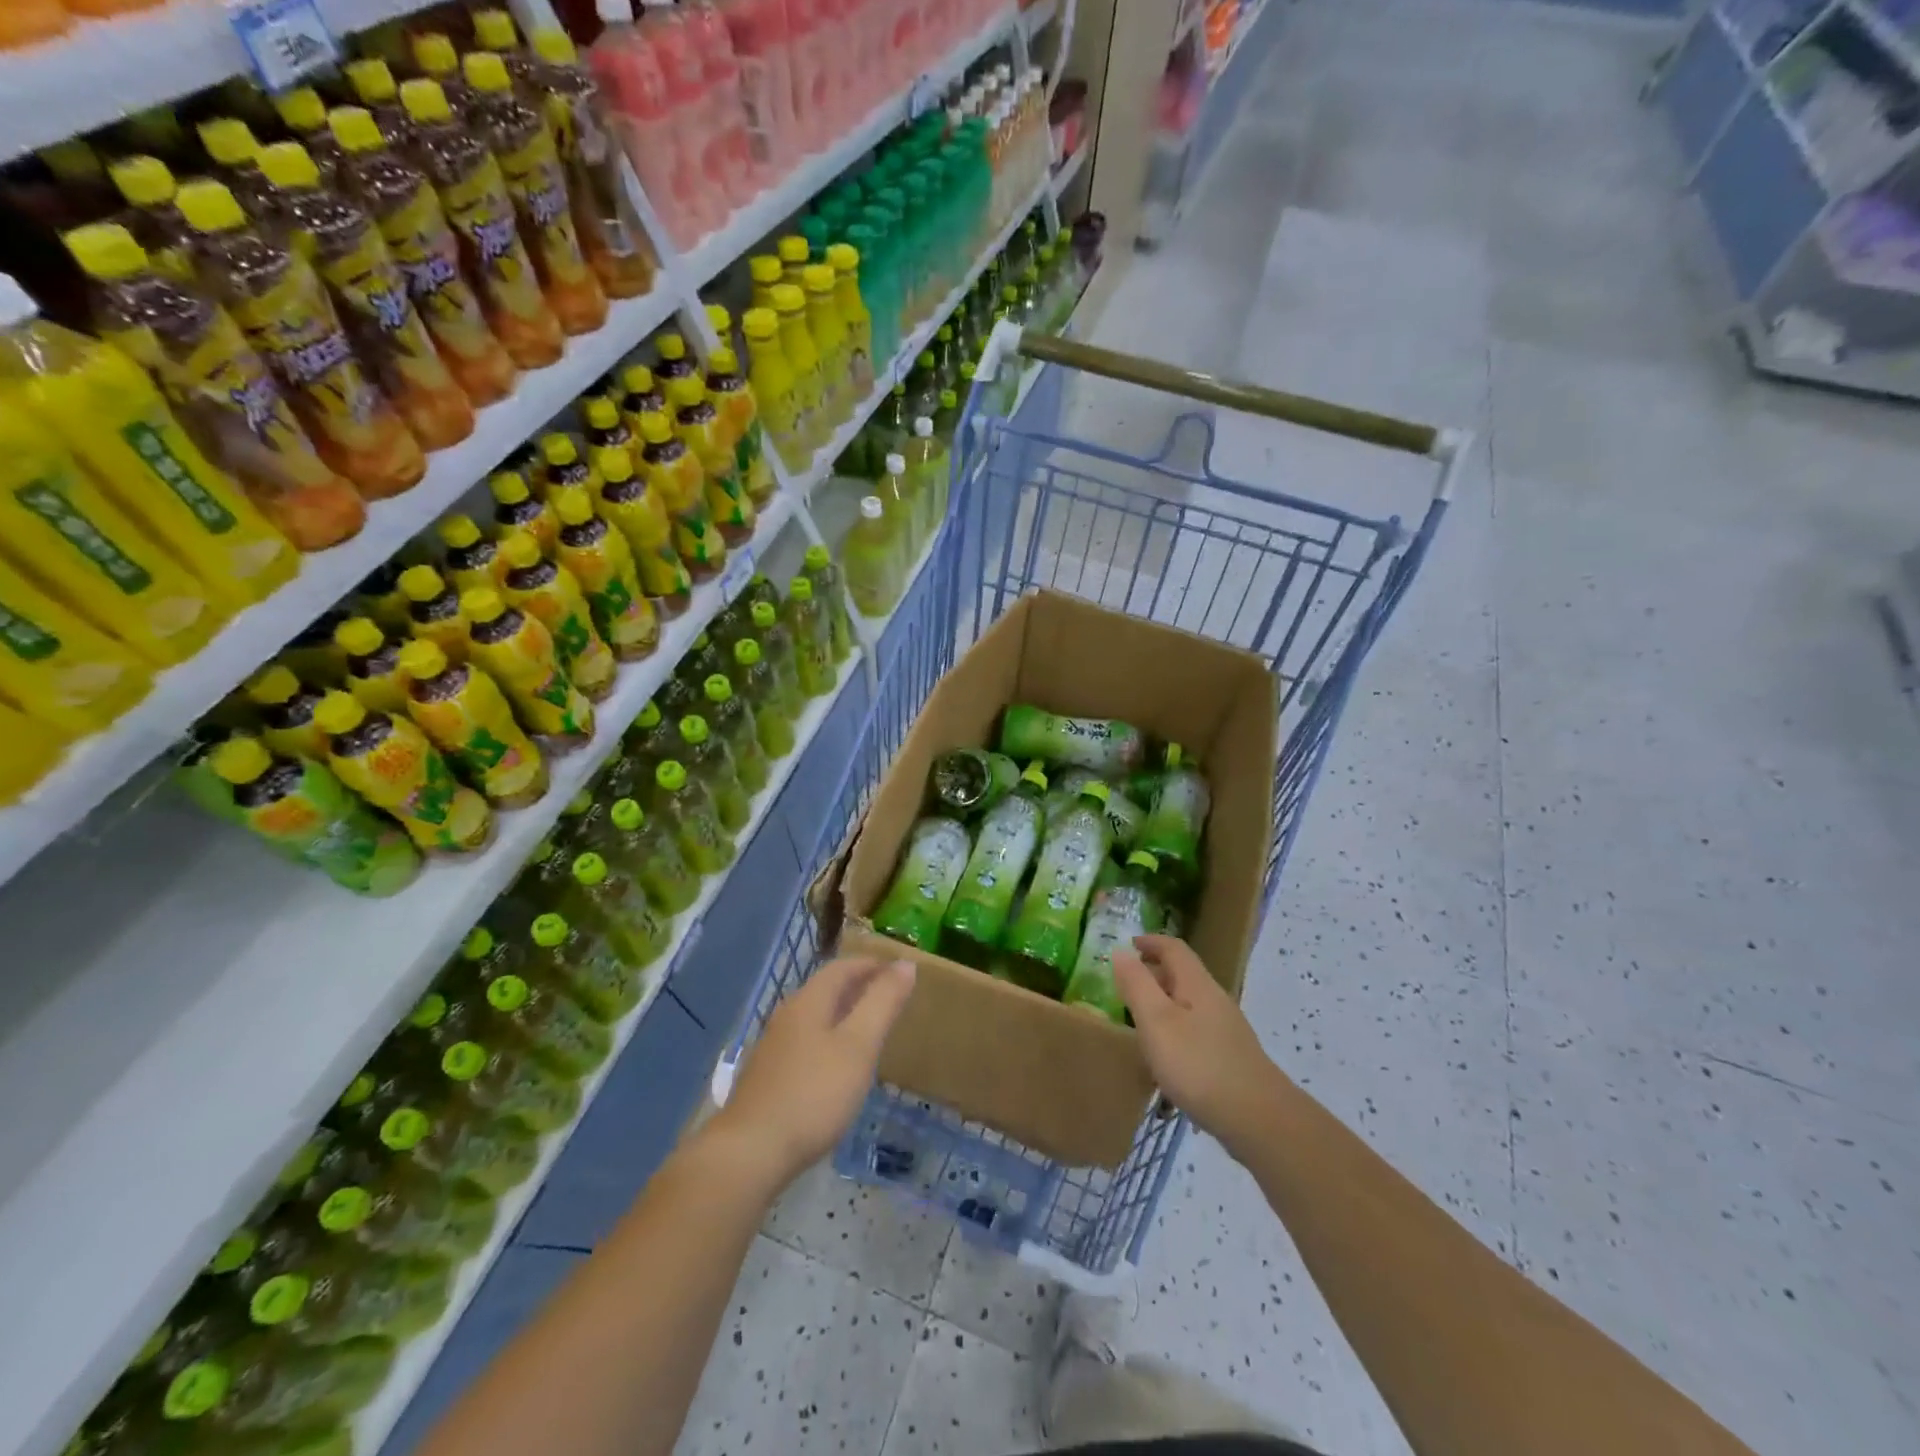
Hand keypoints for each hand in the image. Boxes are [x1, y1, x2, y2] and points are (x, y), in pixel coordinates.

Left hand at [713, 956, 915, 1188]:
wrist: (751, 1152)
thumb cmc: (814, 1094)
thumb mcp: (859, 1045)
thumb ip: (883, 1002)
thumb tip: (905, 963)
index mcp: (809, 1001)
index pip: (843, 967)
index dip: (872, 964)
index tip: (900, 971)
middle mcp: (787, 1015)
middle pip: (827, 989)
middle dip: (859, 987)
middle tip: (891, 998)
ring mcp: (774, 1046)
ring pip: (815, 1016)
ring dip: (844, 1014)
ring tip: (870, 1029)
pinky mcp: (768, 1076)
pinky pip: (806, 1042)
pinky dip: (829, 1039)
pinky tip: (838, 1066)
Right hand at [1114, 934, 1282, 1153]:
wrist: (1260, 1120)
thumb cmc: (1199, 1065)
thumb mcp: (1157, 1022)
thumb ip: (1137, 985)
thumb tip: (1121, 952)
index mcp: (1197, 985)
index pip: (1174, 948)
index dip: (1150, 942)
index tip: (1127, 944)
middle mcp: (1215, 1000)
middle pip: (1183, 974)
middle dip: (1154, 972)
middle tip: (1125, 983)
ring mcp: (1226, 1030)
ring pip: (1190, 1003)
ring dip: (1164, 1001)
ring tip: (1139, 1018)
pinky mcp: (1231, 1057)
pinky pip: (1196, 1029)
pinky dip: (1175, 1028)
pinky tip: (1166, 1055)